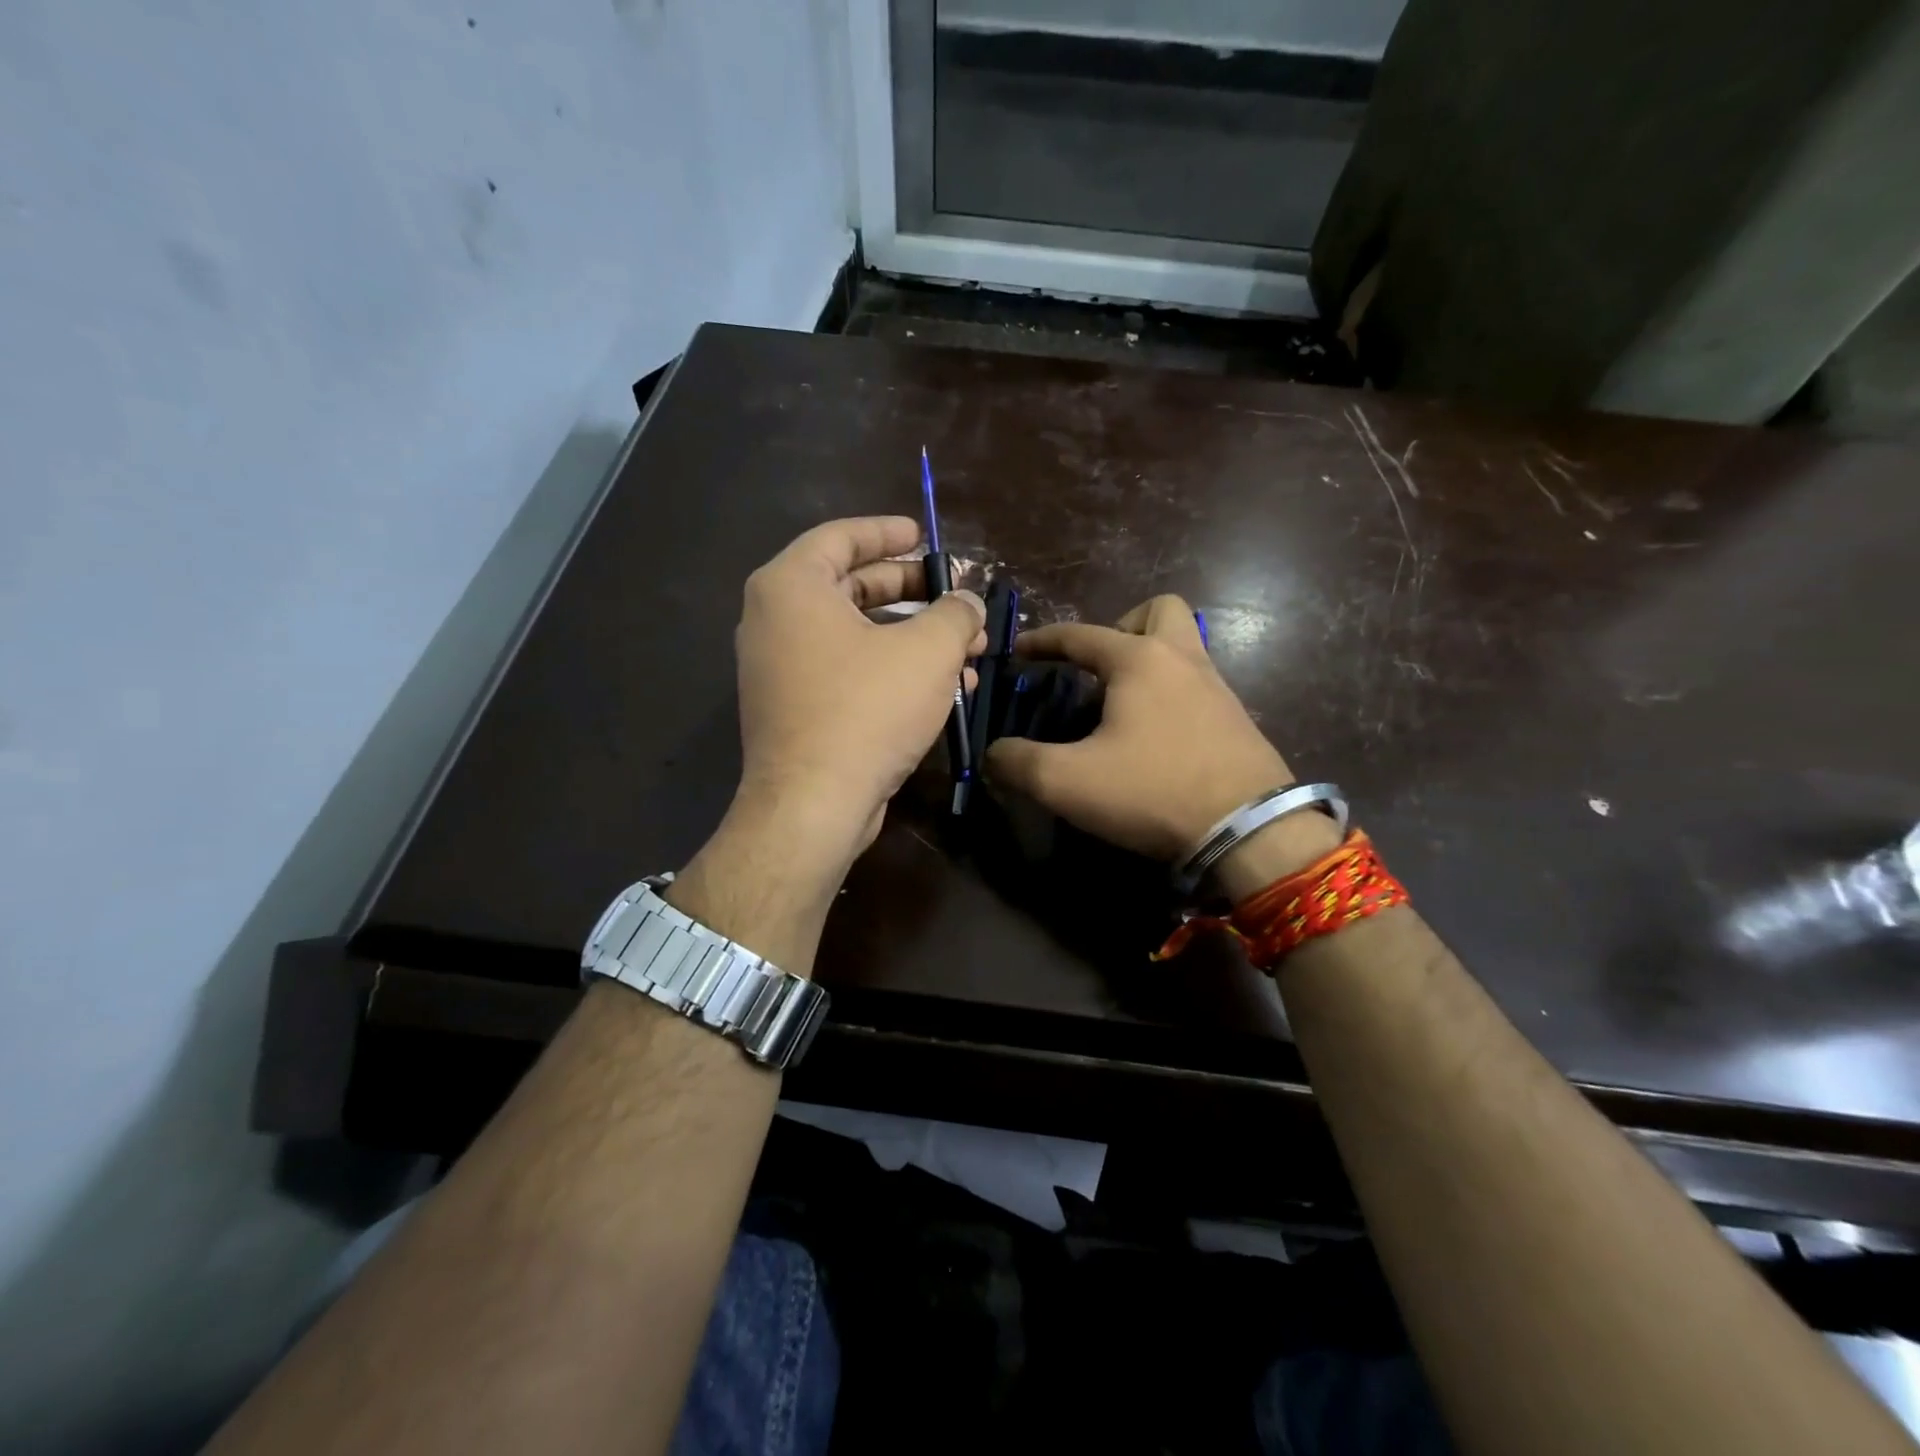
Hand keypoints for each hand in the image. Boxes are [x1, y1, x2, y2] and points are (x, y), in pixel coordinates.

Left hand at [732, 516, 984, 858]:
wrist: (814, 805)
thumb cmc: (867, 709)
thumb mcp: (927, 651)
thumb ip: (955, 613)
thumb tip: (969, 604)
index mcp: (792, 588)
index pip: (840, 538)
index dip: (887, 533)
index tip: (924, 536)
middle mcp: (775, 621)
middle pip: (851, 587)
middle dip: (913, 593)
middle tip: (954, 597)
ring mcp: (781, 669)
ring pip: (856, 636)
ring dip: (913, 639)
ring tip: (967, 650)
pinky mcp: (796, 709)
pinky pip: (848, 672)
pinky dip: (892, 671)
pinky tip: (945, 689)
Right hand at [984, 595, 1295, 861]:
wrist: (1249, 830)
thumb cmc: (1152, 790)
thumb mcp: (1066, 781)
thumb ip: (1018, 762)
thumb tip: (994, 755)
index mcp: (1138, 659)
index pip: (1079, 635)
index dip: (1043, 641)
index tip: (1019, 652)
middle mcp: (1182, 659)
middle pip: (1158, 611)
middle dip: (1121, 627)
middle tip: (1098, 668)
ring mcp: (1217, 688)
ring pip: (1184, 648)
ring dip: (1149, 661)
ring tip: (1120, 705)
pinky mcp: (1237, 720)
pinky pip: (1197, 685)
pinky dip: (1171, 694)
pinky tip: (1154, 736)